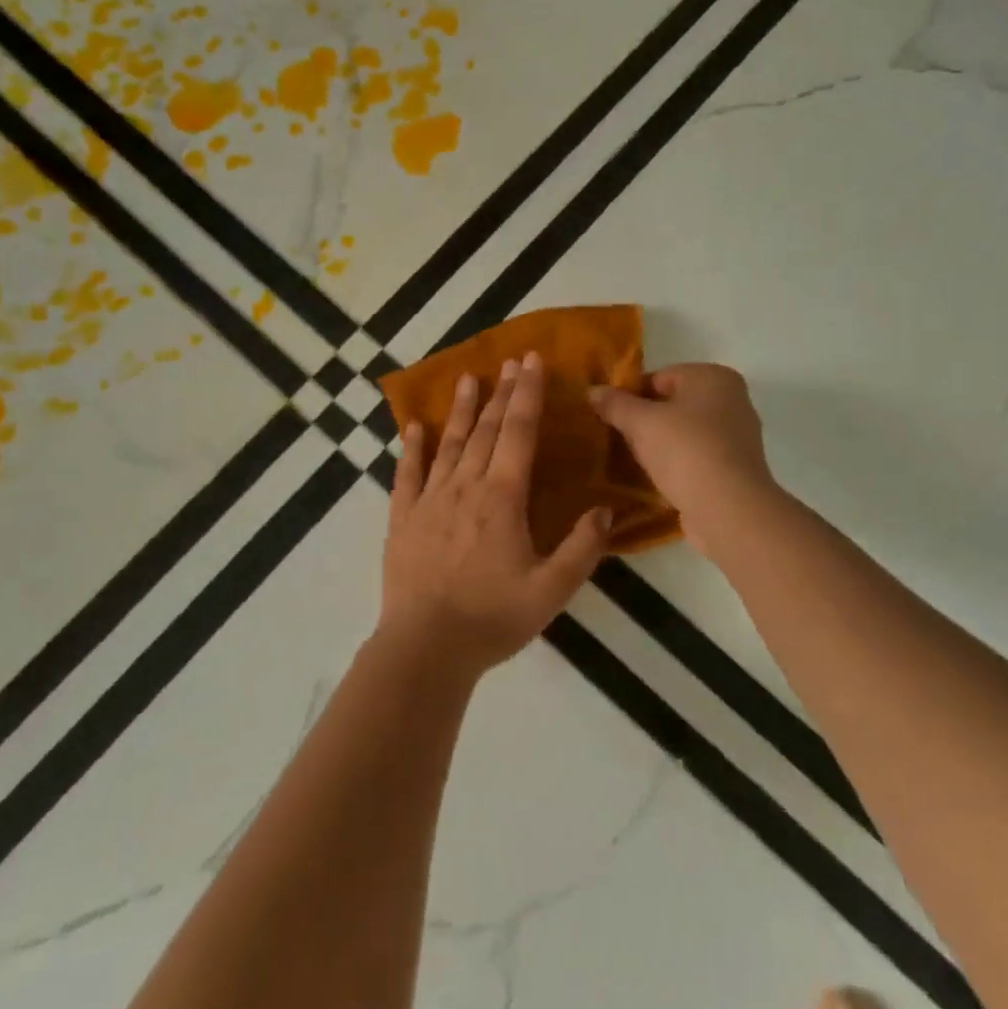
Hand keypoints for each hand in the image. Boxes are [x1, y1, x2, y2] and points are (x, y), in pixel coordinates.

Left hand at [382, 352, 611, 674]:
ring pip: (449, 444)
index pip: (518, 433)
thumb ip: (581, 548)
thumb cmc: (492, 618)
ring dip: (461, 410)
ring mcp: (430, 500)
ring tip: (467, 378)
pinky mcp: (403, 519)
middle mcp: (465, 487)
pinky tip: (415, 427)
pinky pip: (407, 474)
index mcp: (502, 498)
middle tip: (510, 361)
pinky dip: (412, 448)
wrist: (426, 648)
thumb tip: (604, 510)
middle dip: (501, 392)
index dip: (527, 394)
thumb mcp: (551, 590)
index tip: (531, 362)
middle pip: (486, 430)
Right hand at [589, 363, 777, 556]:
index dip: (630, 395)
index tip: (609, 416)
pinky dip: (676, 464)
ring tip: (633, 461)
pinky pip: (695, 457)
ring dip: (659, 444)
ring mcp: (737, 436)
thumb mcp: (640, 422)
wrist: (728, 510)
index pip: (659, 377)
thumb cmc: (685, 451)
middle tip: (618, 439)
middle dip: (644, 420)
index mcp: (713, 377)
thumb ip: (615, 403)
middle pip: (672, 404)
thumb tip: (592, 390)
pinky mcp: (735, 468)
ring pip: (683, 432)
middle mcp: (732, 400)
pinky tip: (656, 478)